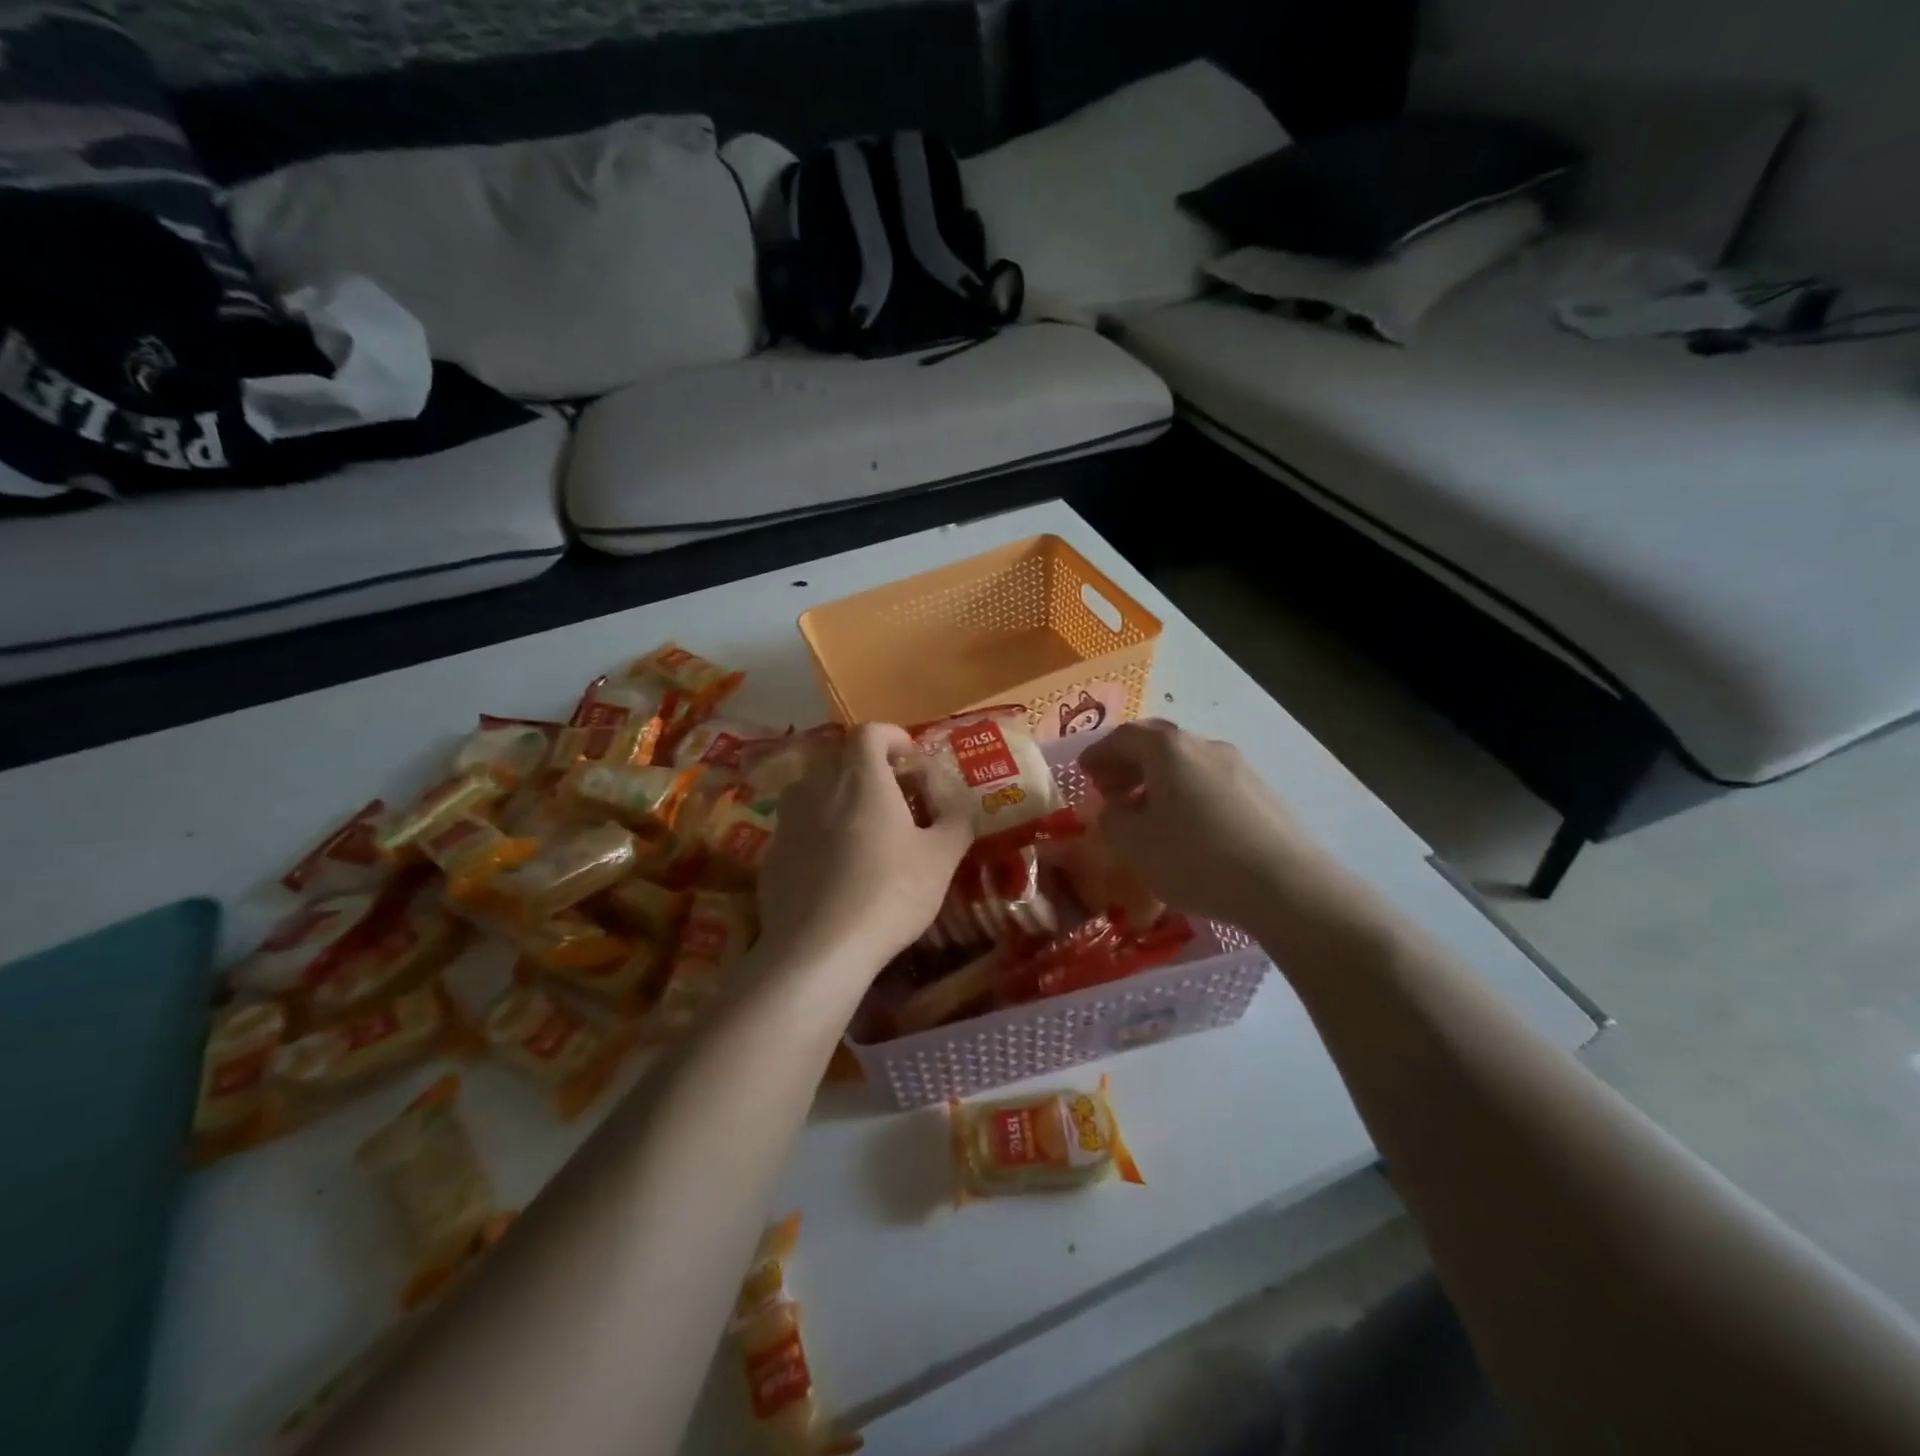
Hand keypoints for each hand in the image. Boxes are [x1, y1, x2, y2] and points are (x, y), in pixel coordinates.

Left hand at [757, 723, 972, 978]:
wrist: (818, 950)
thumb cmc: (889, 894)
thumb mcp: (941, 858)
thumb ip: (955, 820)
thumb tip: (956, 804)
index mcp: (861, 779)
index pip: (870, 732)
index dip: (892, 737)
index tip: (909, 758)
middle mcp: (818, 787)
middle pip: (841, 760)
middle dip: (869, 771)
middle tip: (894, 800)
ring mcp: (788, 820)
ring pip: (815, 792)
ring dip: (839, 800)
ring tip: (862, 833)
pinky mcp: (771, 854)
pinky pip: (799, 828)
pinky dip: (818, 833)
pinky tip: (835, 870)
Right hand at [1078, 720, 1325, 926]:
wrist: (1284, 885)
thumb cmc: (1195, 857)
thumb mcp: (1134, 844)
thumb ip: (1113, 821)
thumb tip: (1116, 810)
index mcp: (1168, 749)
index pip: (1123, 737)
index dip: (1098, 753)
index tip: (1083, 773)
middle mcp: (1205, 746)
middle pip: (1158, 745)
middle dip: (1129, 765)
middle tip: (1111, 791)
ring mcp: (1239, 767)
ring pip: (1186, 766)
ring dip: (1159, 782)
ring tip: (1147, 815)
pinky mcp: (1262, 794)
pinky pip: (1211, 785)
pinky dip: (1187, 796)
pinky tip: (1186, 830)